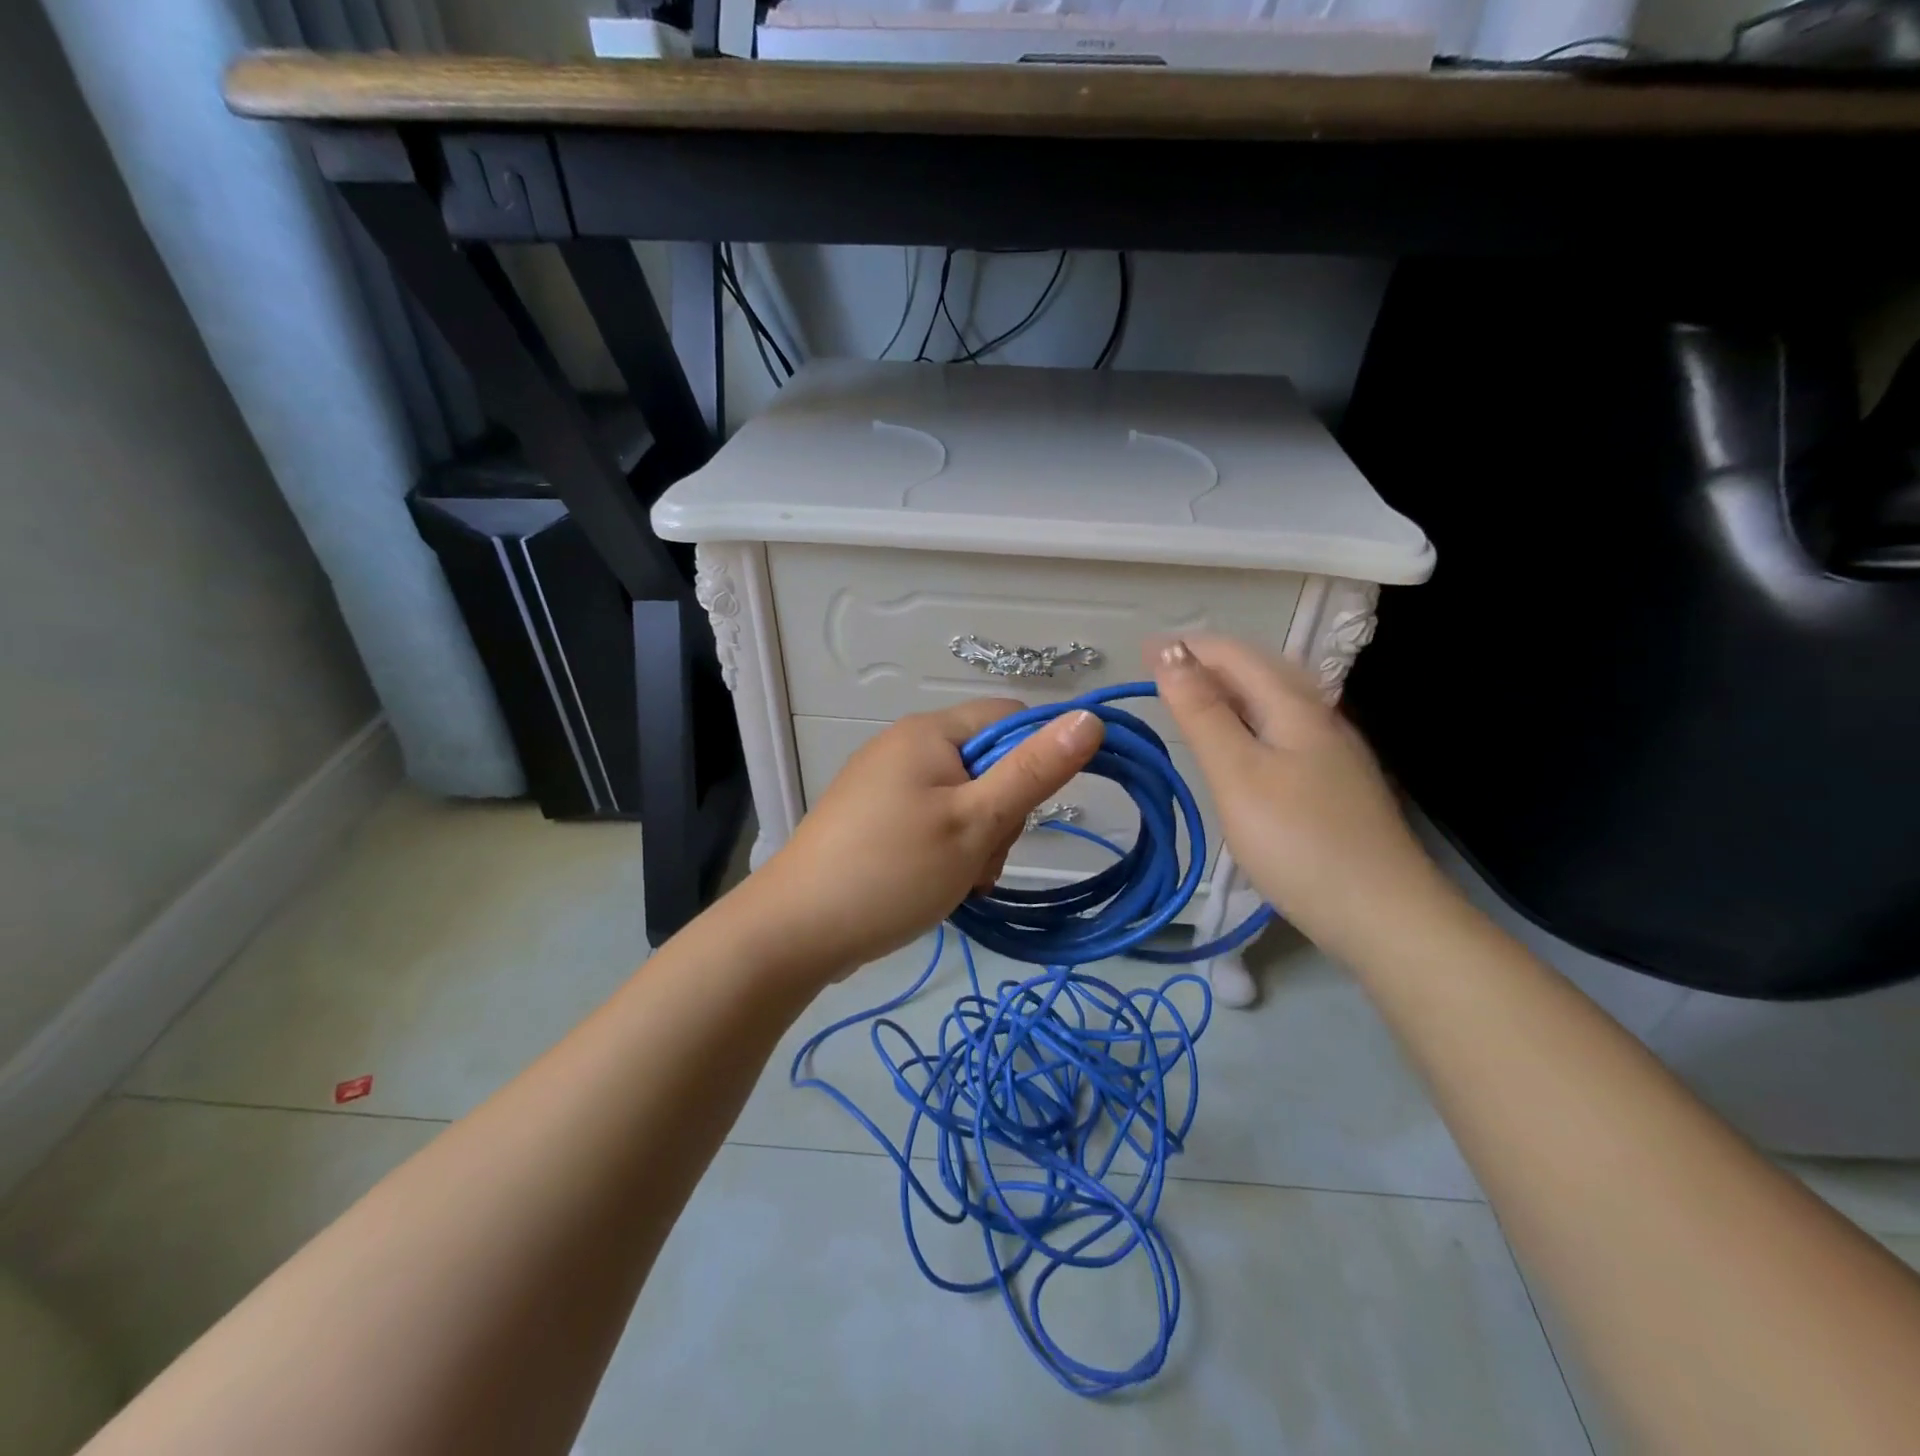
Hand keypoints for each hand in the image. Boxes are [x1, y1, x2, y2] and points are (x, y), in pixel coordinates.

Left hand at [745, 700, 1104, 977]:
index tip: (1033, 810)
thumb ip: (1034, 771)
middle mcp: (906, 747)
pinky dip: (947, 852)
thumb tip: (1090, 717)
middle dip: (1000, 816)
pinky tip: (937, 887)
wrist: (797, 930)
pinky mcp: (875, 820)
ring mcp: (886, 785)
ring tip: (958, 882)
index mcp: (930, 733)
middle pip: (988, 764)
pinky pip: (933, 822)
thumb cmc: (893, 869)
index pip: (1010, 718)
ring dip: (976, 842)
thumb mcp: (975, 821)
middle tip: (981, 860)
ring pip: (964, 801)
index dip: (1037, 757)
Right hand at [1151, 636, 1450, 962]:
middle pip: (1259, 672)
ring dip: (1226, 692)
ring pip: (1272, 703)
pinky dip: (1245, 722)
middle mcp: (1319, 717)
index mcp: (1295, 706)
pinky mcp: (1333, 785)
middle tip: (1157, 674)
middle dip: (1206, 663)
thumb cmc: (1297, 840)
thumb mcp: (1237, 773)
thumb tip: (1171, 653)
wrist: (1381, 914)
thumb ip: (1202, 712)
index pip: (1235, 655)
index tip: (1140, 653)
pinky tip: (1237, 746)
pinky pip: (1281, 731)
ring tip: (1187, 702)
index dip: (1187, 647)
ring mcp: (1332, 752)